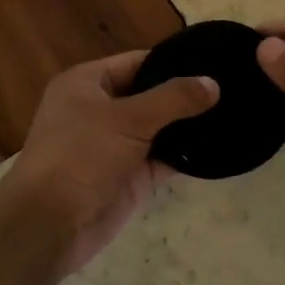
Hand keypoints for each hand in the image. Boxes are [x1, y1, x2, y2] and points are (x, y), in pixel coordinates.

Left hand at [0, 50, 218, 275]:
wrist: (50, 224)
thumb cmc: (81, 155)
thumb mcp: (128, 118)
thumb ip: (173, 99)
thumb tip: (213, 83)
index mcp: (86, 84)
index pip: (136, 62)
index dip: (172, 61)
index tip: (213, 59)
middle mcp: (100, 110)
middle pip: (150, 95)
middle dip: (185, 94)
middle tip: (231, 86)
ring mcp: (116, 145)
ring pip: (159, 128)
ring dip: (188, 125)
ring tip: (233, 112)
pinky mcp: (130, 177)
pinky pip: (164, 159)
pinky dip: (186, 155)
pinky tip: (219, 146)